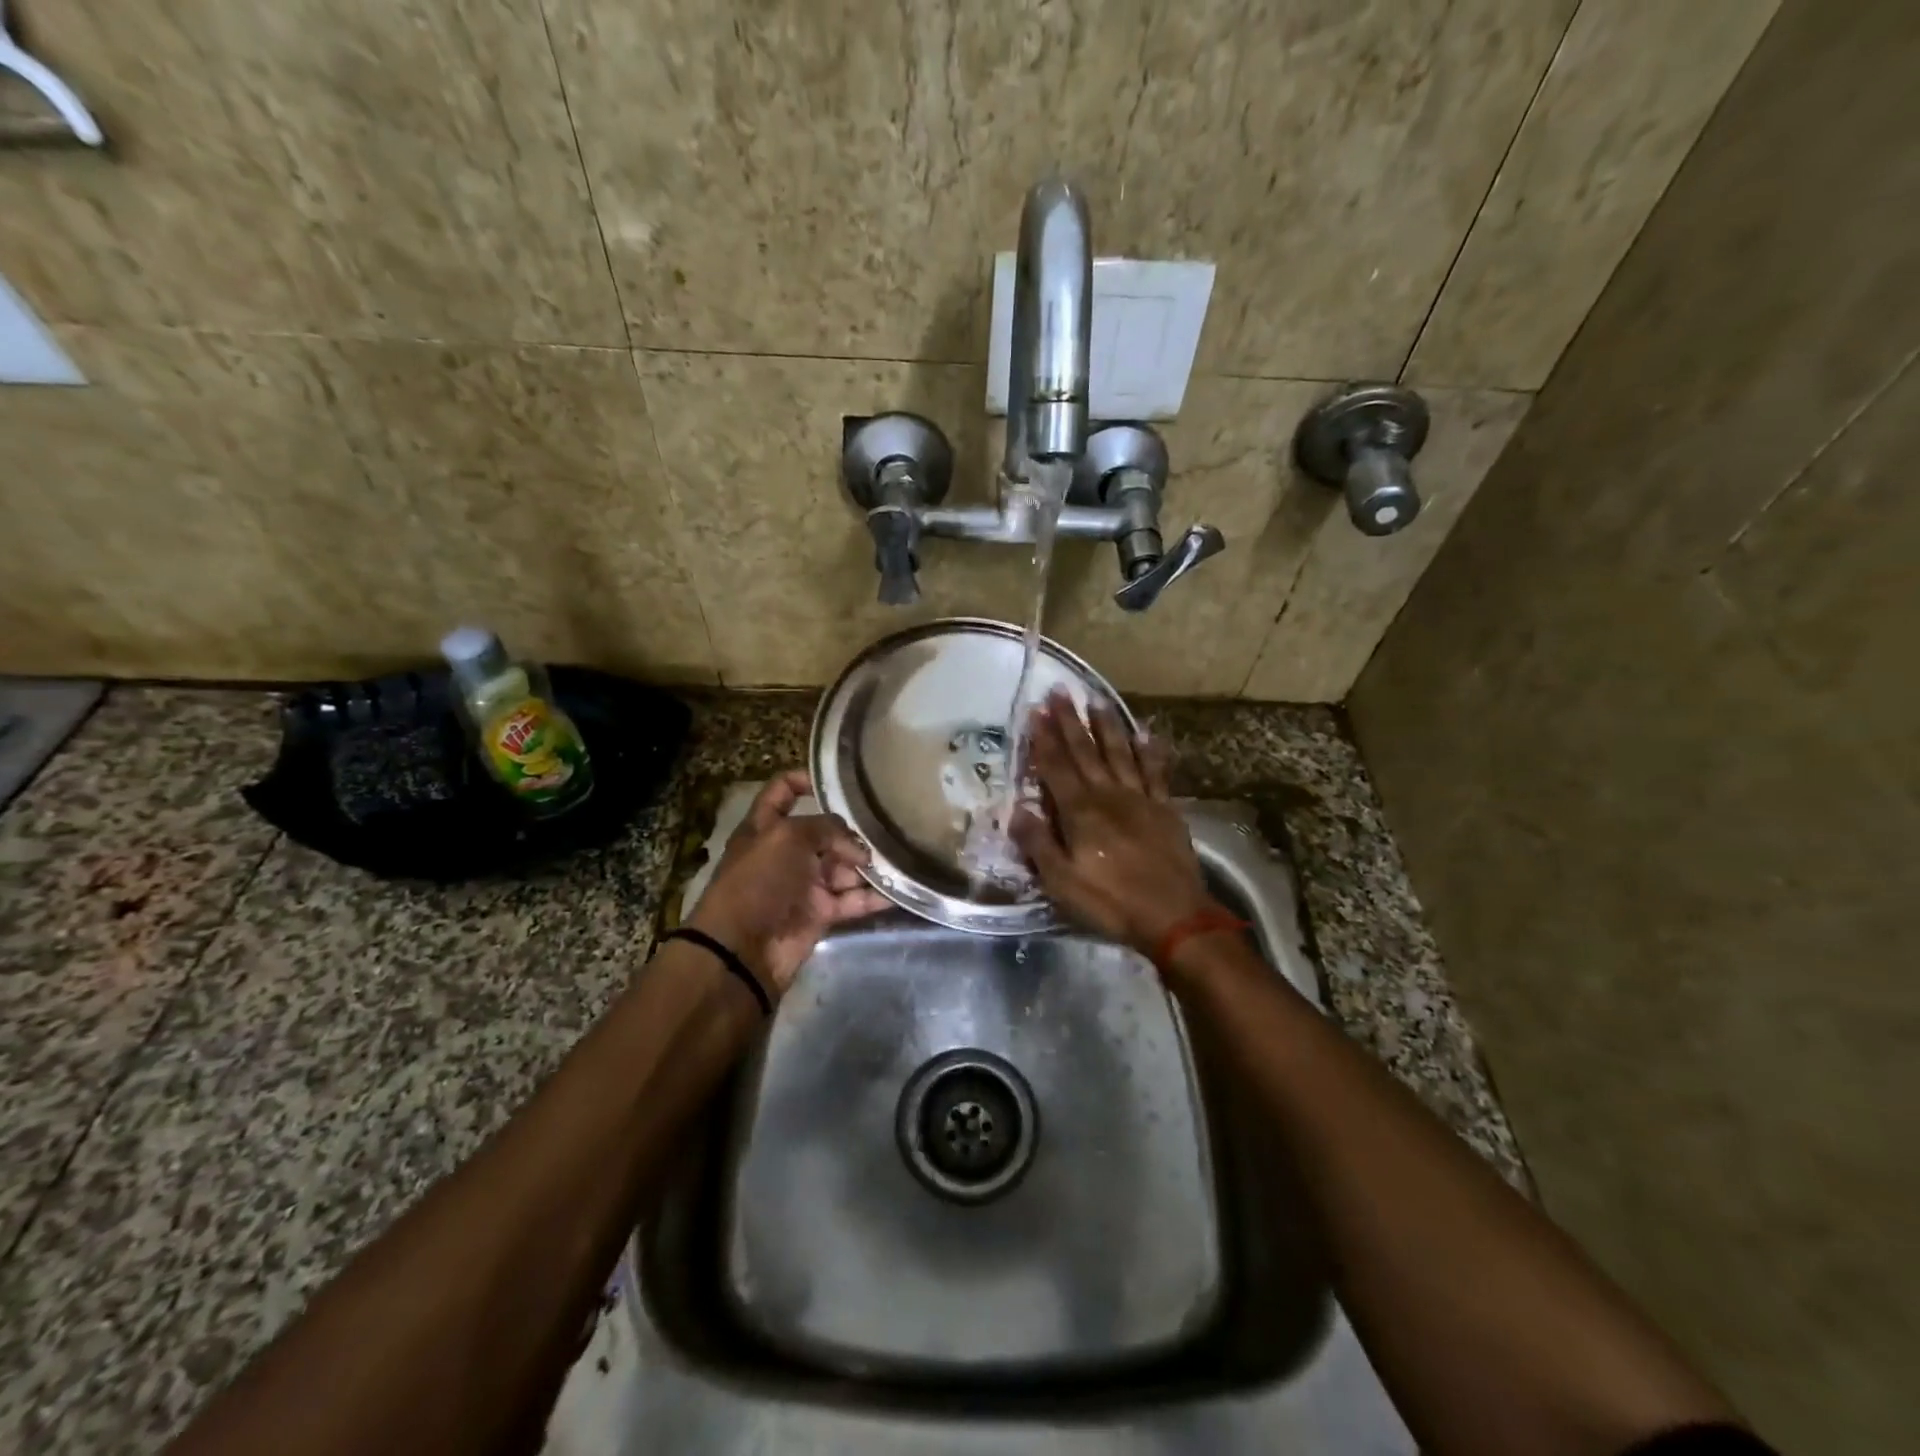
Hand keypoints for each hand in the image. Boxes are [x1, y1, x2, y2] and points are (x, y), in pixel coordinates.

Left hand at [686, 771, 890, 997]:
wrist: (742, 951)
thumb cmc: (758, 882)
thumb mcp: (787, 838)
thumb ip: (826, 828)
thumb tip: (857, 847)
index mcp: (767, 826)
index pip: (783, 790)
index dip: (807, 779)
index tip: (842, 780)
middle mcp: (786, 852)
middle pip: (825, 832)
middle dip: (853, 832)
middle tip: (883, 831)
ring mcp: (804, 884)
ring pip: (844, 866)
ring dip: (868, 864)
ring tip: (898, 859)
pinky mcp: (820, 913)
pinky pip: (852, 899)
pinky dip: (873, 896)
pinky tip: (898, 889)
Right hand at [1010, 691, 1221, 958]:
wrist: (1175, 917)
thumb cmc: (1111, 902)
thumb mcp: (1062, 882)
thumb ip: (1038, 843)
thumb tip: (1016, 810)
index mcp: (1080, 812)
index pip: (1056, 767)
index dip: (1043, 738)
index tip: (1035, 710)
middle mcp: (1108, 795)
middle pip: (1085, 751)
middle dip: (1069, 721)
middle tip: (1060, 691)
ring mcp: (1140, 799)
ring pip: (1119, 753)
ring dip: (1106, 726)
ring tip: (1096, 700)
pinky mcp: (1165, 809)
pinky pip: (1155, 772)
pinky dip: (1149, 751)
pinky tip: (1146, 734)